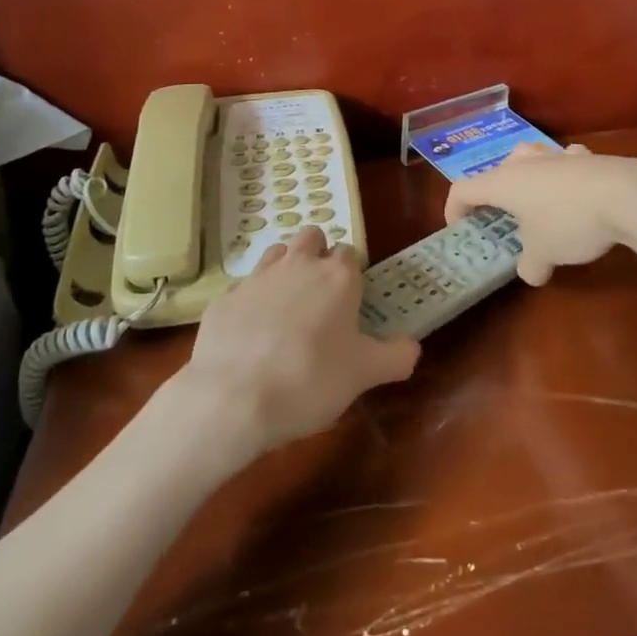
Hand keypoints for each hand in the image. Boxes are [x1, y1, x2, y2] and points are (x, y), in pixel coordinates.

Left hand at [173, 226, 419, 457]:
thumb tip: (412, 347)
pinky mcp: (224, 298)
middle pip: (311, 237)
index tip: (351, 302)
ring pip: (276, 254)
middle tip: (320, 297)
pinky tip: (251, 336)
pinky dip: (251, 303)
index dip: (352, 274)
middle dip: (317, 255)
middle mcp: (298, 265)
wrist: (233, 398)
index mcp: (337, 277)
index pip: (350, 254)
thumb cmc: (310, 380)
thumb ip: (396, 356)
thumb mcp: (365, 375)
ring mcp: (257, 277)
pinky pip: (244, 289)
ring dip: (284, 270)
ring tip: (286, 310)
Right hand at [445, 143, 636, 284]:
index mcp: (502, 182)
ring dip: (529, 178)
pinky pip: (565, 162)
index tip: (460, 228)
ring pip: (531, 159)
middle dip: (496, 193)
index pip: (462, 189)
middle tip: (504, 218)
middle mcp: (524, 162)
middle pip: (497, 171)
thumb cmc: (569, 222)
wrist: (627, 195)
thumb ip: (530, 265)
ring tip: (538, 203)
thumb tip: (531, 272)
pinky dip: (564, 175)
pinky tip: (578, 192)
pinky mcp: (587, 156)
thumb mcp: (544, 254)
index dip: (454, 209)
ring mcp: (556, 154)